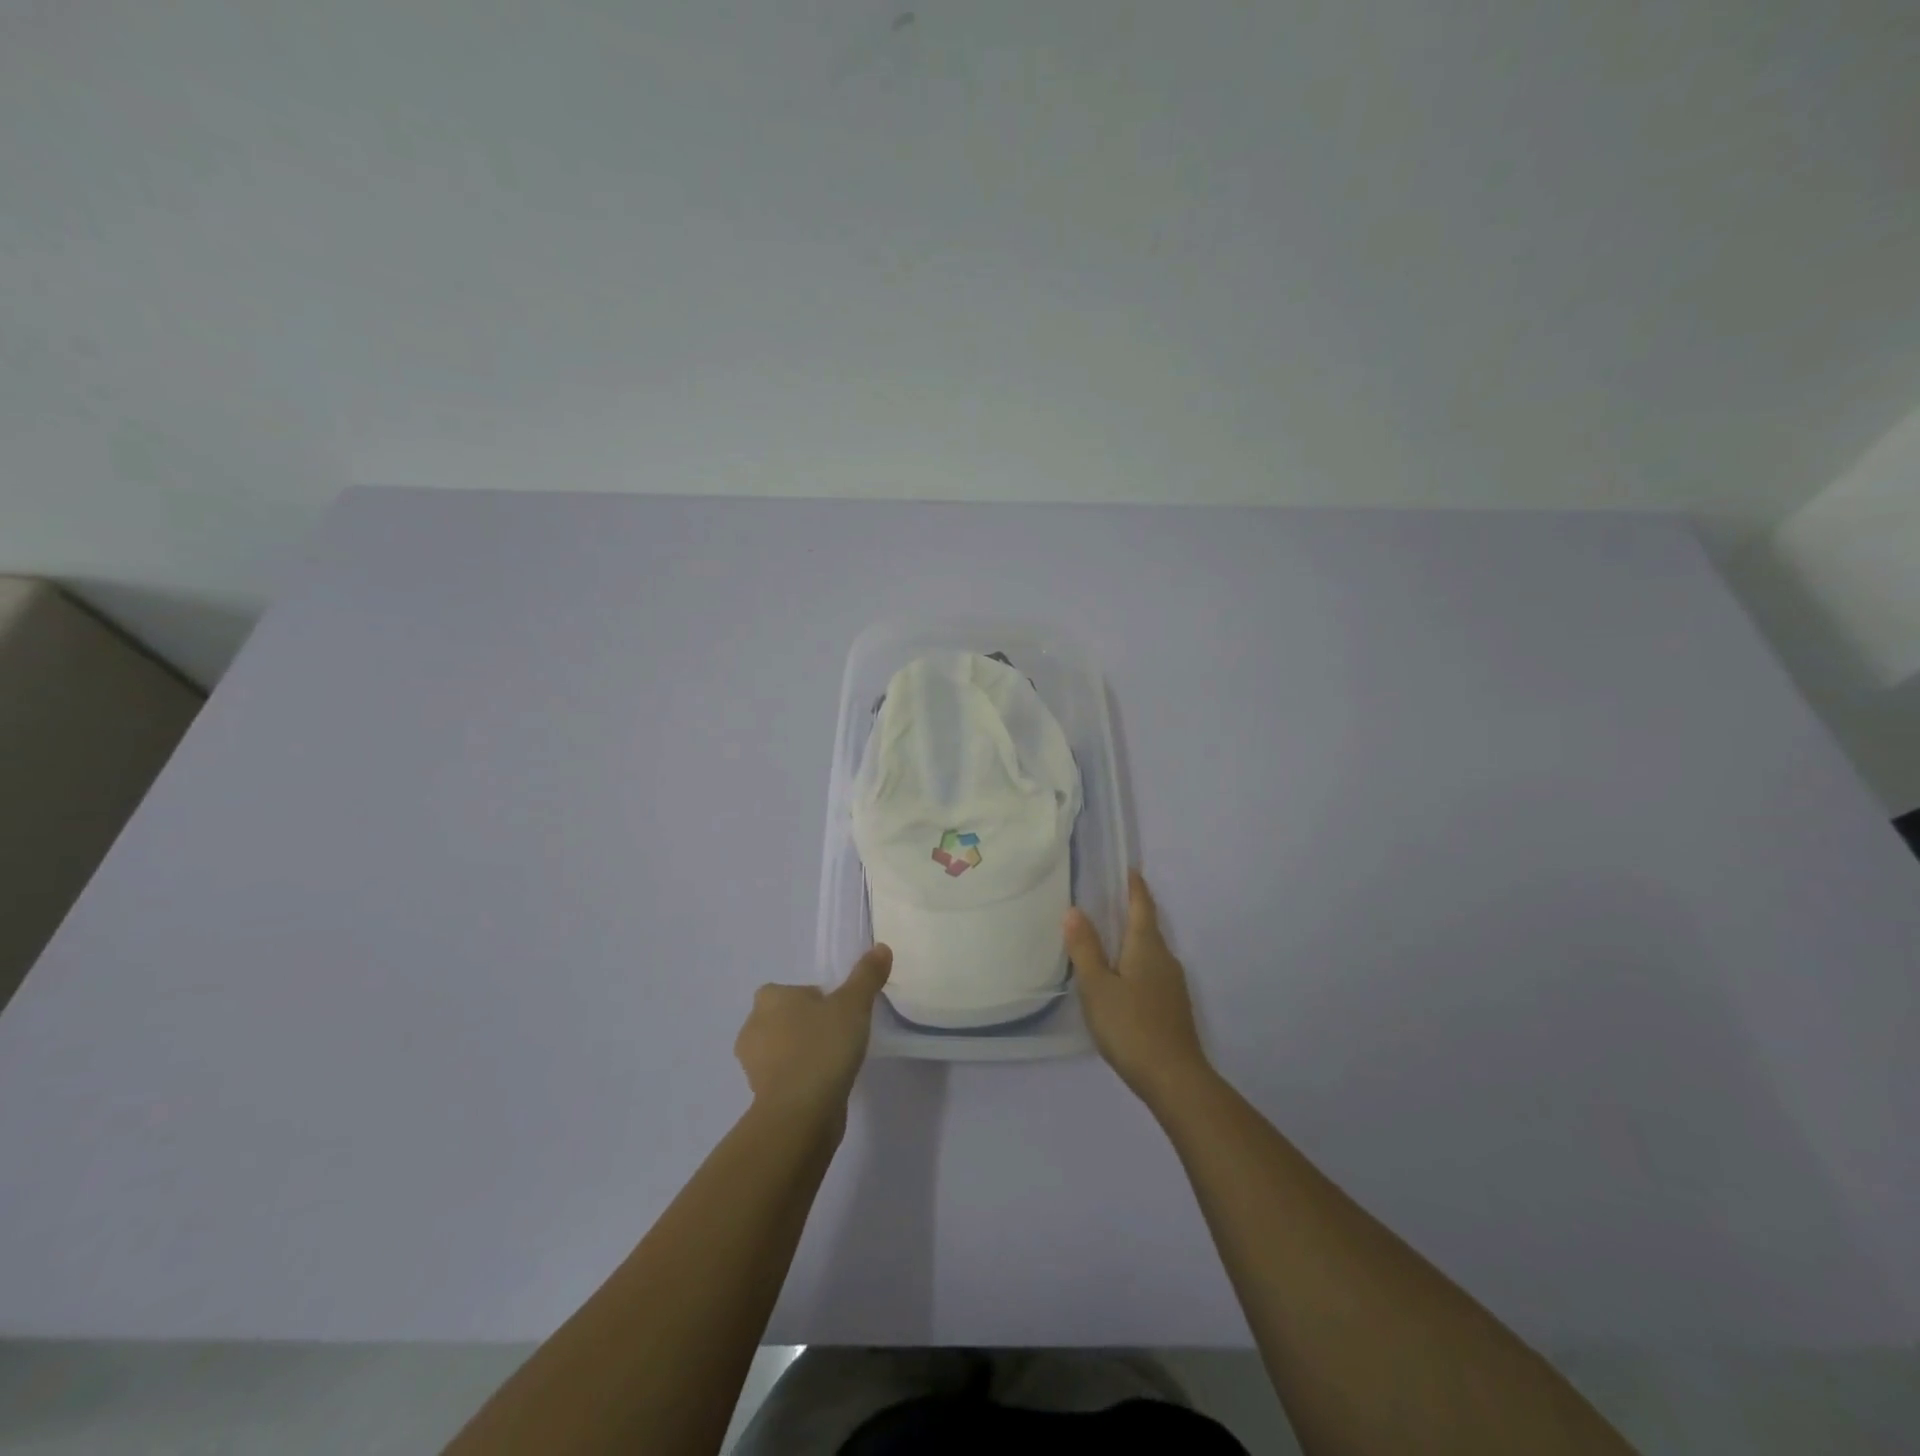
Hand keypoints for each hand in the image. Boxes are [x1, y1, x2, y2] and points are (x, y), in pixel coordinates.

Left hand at [735, 945, 891, 1123]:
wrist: (801, 1112)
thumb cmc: (823, 1047)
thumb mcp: (853, 1004)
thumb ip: (867, 976)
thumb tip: (881, 947)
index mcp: (769, 998)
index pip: (793, 991)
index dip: (817, 999)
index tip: (839, 1013)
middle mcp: (753, 1027)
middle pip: (786, 1019)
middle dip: (808, 1026)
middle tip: (840, 1036)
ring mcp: (753, 1065)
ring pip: (783, 1049)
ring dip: (803, 1053)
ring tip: (835, 1062)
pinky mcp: (760, 1096)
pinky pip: (785, 1077)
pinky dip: (801, 1078)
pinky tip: (825, 1085)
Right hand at [1064, 871, 1210, 1105]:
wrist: (1174, 1079)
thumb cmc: (1131, 1026)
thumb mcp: (1097, 986)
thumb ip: (1085, 948)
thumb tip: (1074, 910)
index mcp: (1147, 946)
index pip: (1142, 906)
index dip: (1134, 887)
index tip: (1128, 869)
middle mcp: (1165, 958)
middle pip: (1147, 927)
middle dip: (1130, 912)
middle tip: (1104, 902)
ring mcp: (1173, 984)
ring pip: (1149, 952)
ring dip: (1131, 940)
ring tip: (1105, 939)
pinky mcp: (1172, 1007)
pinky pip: (1151, 972)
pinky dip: (1135, 964)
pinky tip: (1119, 979)